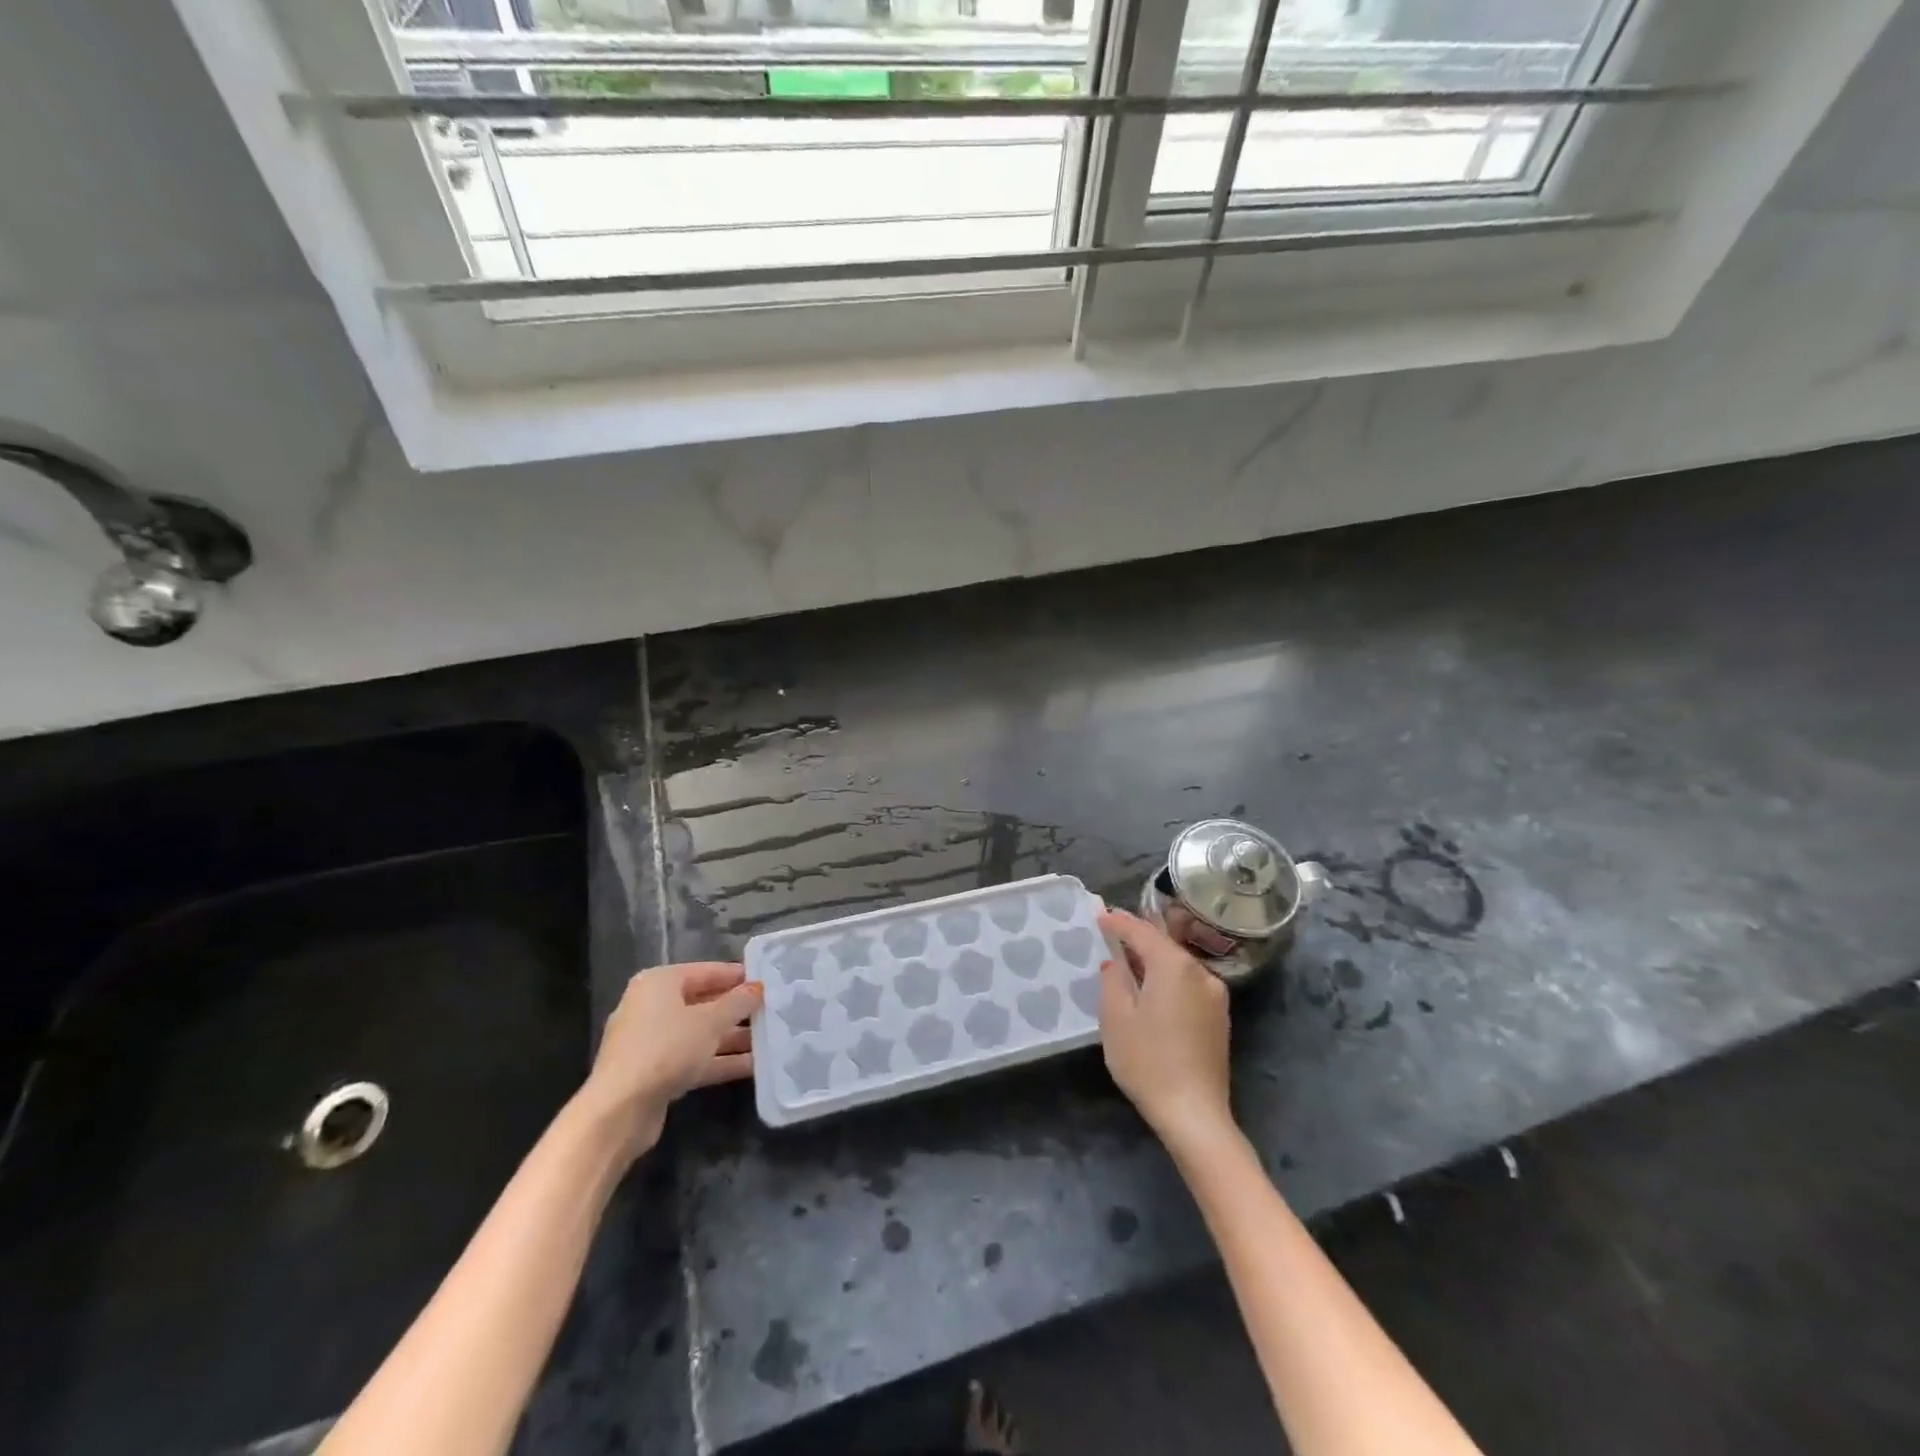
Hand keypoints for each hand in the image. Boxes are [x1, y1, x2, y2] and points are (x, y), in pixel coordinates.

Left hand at [578, 962, 762, 1158]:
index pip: (706, 971)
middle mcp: (652, 1007)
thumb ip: (737, 1003)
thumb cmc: (665, 1049)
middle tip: (772, 1011)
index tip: (767, 981)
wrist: (619, 1111)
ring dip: (732, 1038)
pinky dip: (719, 1060)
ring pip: (700, 1033)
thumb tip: (757, 988)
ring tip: (770, 1039)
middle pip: (703, 1002)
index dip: (737, 976)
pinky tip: (752, 1066)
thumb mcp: (710, 1022)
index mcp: (659, 983)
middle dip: (737, 1010)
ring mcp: (651, 1041)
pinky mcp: (654, 1072)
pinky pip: (693, 1058)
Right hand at [1098, 909, 1236, 1150]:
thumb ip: (1113, 978)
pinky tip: (1150, 988)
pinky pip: (1187, 983)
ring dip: (1153, 959)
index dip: (1118, 922)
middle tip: (1110, 931)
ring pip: (1178, 965)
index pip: (1142, 931)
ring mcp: (1215, 995)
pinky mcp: (1218, 1017)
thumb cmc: (1148, 1061)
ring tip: (1126, 959)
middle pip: (1164, 944)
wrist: (1195, 1114)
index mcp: (1175, 965)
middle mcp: (1200, 972)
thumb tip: (1116, 962)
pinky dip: (1167, 978)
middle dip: (1137, 936)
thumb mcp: (1116, 1016)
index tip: (1098, 915)